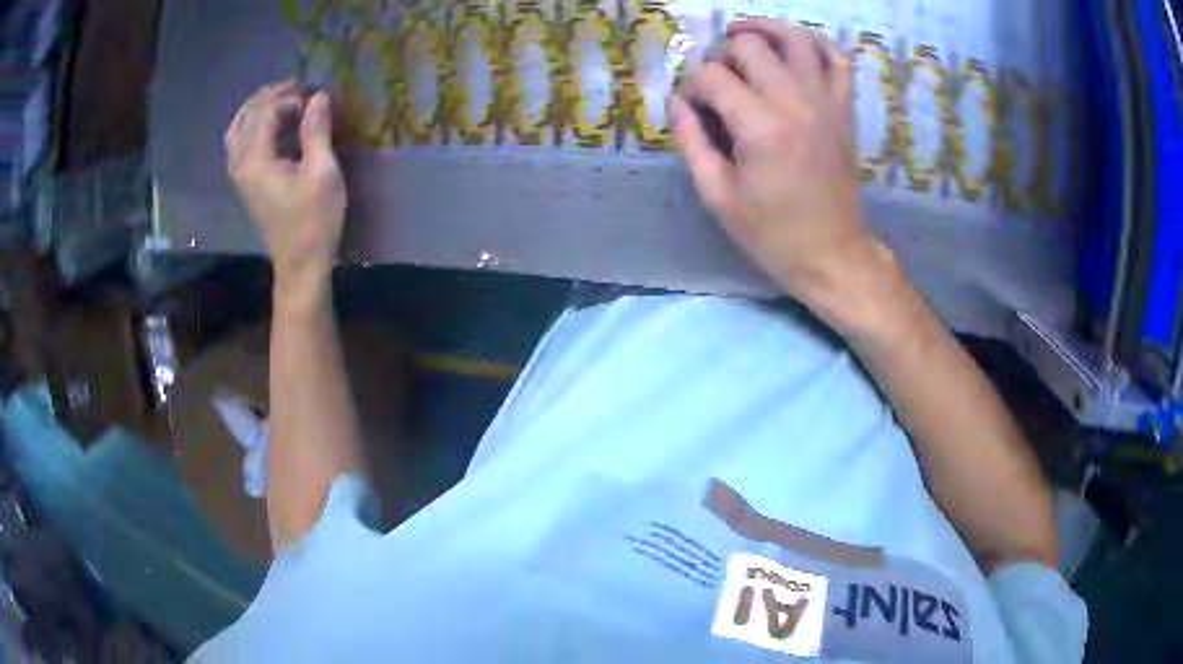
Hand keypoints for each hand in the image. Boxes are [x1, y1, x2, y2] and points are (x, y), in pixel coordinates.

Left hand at [225, 81, 344, 283]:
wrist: (300, 265)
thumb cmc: (314, 221)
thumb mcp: (322, 173)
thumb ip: (316, 131)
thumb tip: (319, 97)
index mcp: (256, 161)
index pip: (265, 113)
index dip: (290, 98)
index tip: (316, 95)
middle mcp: (241, 165)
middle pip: (244, 118)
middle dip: (269, 97)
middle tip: (297, 88)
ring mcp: (240, 177)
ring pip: (237, 132)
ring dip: (256, 111)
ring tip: (281, 100)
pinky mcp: (246, 185)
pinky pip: (240, 145)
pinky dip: (252, 128)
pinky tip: (271, 125)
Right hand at [672, 21, 889, 315]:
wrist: (833, 254)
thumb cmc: (772, 234)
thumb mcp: (717, 195)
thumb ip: (691, 140)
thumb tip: (676, 100)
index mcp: (759, 127)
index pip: (711, 76)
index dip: (690, 86)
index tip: (690, 108)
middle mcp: (795, 102)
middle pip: (748, 45)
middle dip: (721, 55)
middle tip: (717, 81)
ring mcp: (825, 101)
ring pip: (794, 38)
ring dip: (764, 30)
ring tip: (743, 37)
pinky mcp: (844, 109)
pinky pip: (837, 59)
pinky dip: (816, 43)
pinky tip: (794, 47)